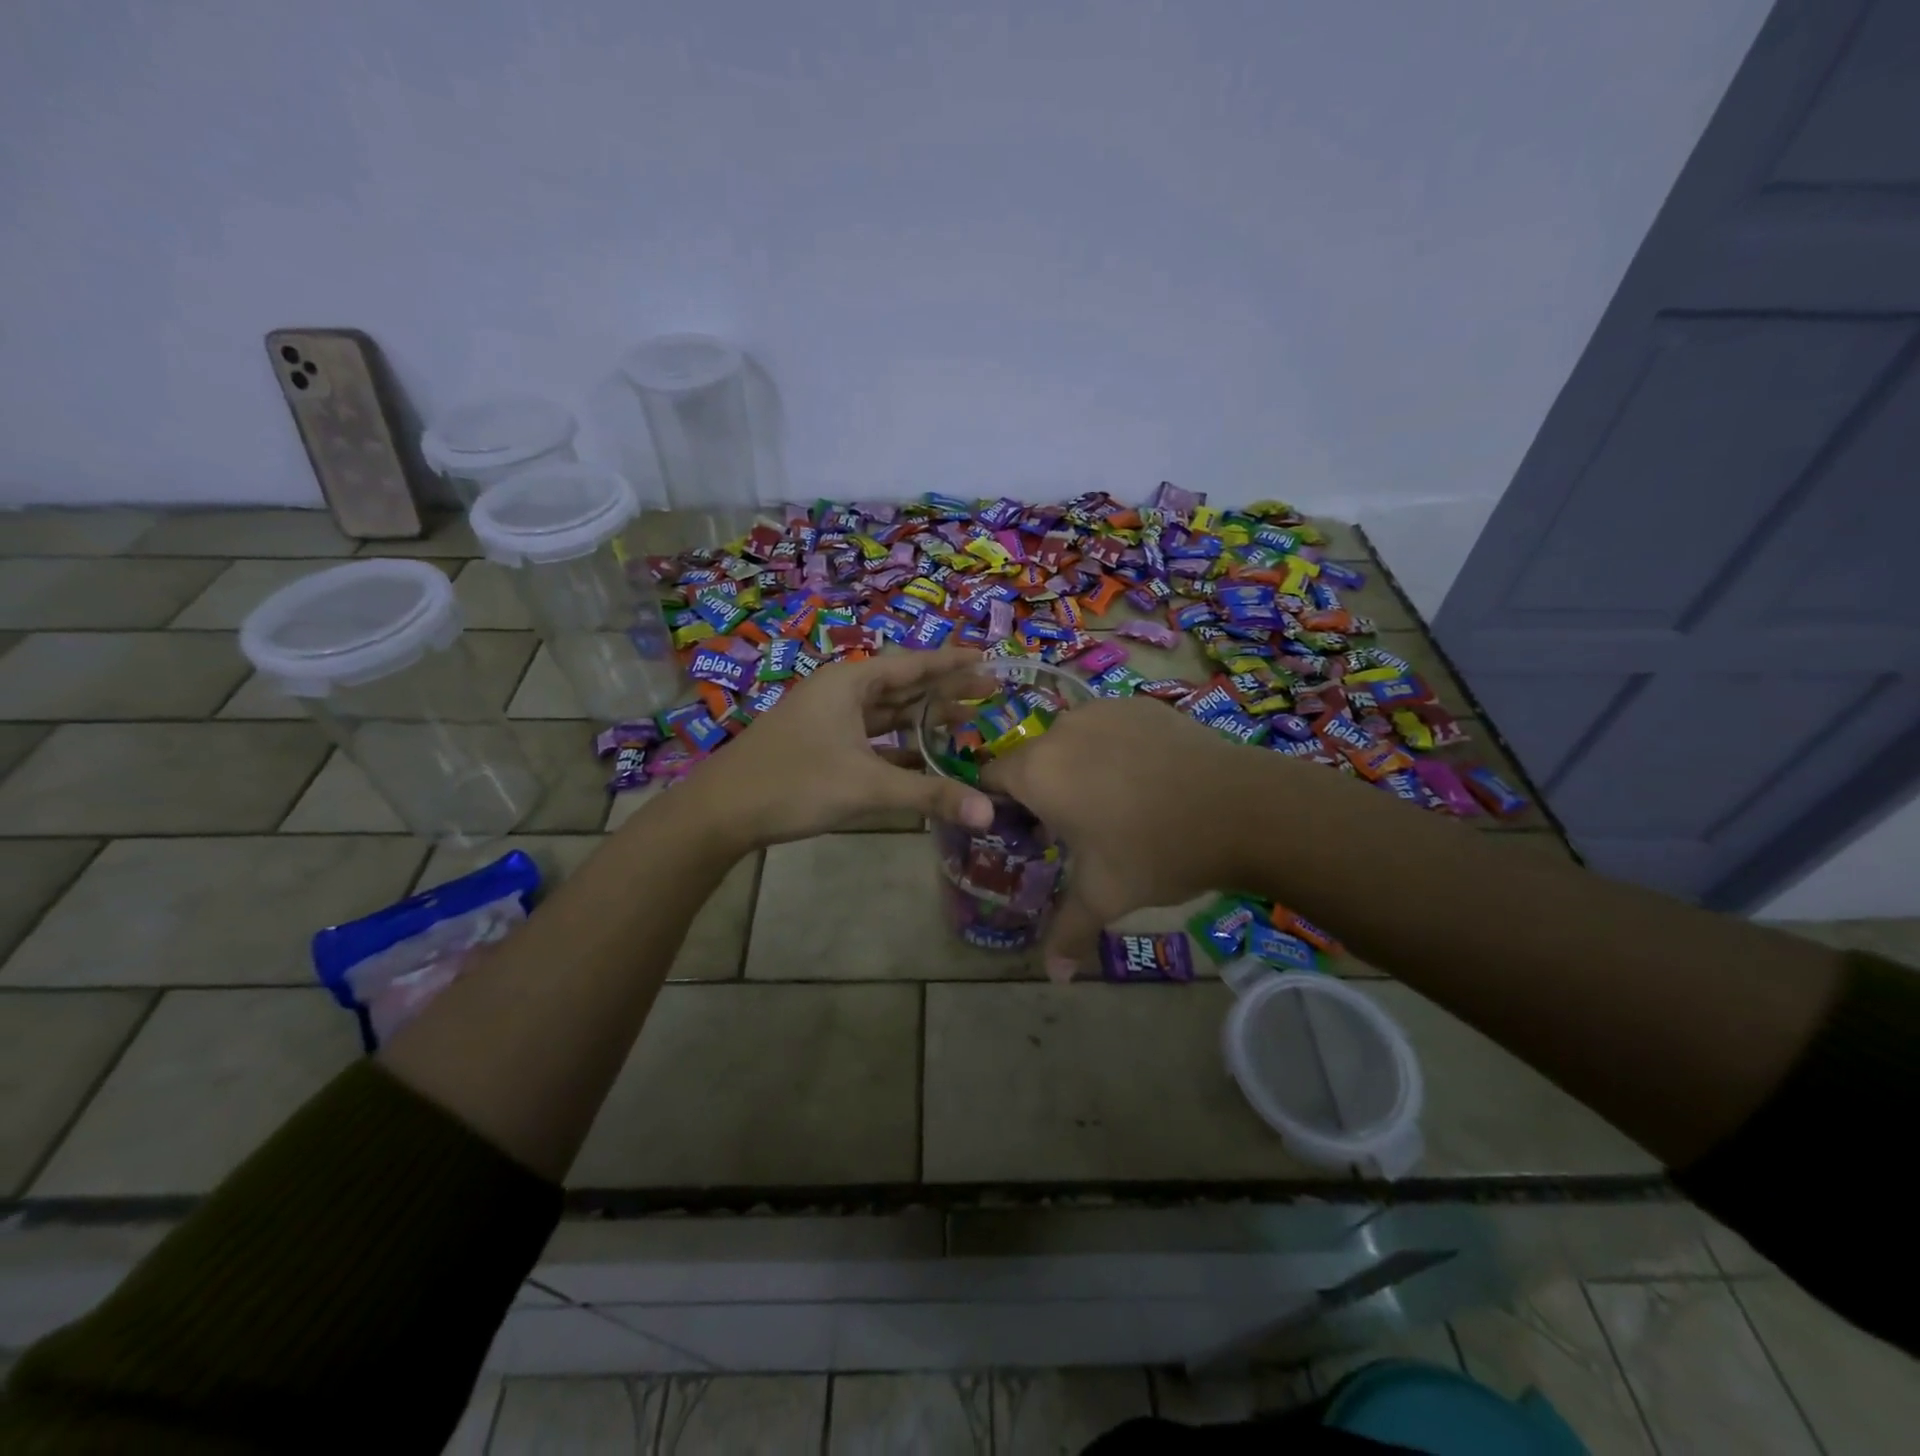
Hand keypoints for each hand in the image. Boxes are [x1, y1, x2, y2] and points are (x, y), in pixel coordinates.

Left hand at [679, 648, 996, 851]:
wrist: (721, 811)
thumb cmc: (795, 783)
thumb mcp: (867, 787)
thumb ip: (930, 796)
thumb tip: (990, 813)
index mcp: (850, 682)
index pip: (913, 664)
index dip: (952, 662)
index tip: (988, 657)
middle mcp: (840, 692)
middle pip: (903, 685)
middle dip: (944, 690)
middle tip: (989, 691)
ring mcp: (828, 719)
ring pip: (886, 713)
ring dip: (923, 718)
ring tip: (965, 721)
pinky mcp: (821, 745)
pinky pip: (871, 737)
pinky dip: (898, 745)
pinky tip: (924, 758)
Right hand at [981, 696, 1257, 977]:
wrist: (1239, 807)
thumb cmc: (1155, 851)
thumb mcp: (1104, 896)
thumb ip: (1067, 932)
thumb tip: (1053, 976)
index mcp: (1038, 771)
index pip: (991, 780)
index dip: (1000, 808)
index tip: (1026, 834)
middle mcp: (1061, 730)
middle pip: (1034, 760)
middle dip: (1044, 791)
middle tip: (1076, 829)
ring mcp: (1103, 710)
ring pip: (1073, 741)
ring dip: (1080, 767)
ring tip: (1117, 802)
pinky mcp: (1141, 703)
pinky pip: (1111, 726)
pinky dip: (1116, 748)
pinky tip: (1149, 778)